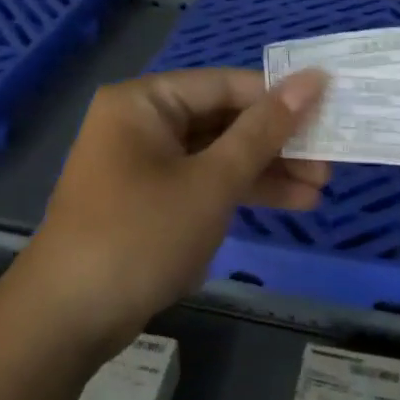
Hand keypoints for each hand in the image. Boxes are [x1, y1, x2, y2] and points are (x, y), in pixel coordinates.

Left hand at [15, 68, 328, 356]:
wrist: (69, 318)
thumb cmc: (141, 235)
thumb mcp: (211, 182)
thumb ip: (263, 132)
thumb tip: (312, 81)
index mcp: (144, 102)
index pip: (224, 85)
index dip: (279, 97)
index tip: (330, 109)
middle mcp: (140, 124)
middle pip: (221, 120)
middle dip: (275, 143)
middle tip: (328, 161)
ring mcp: (143, 165)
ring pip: (215, 156)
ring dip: (264, 172)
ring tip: (319, 190)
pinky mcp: (148, 202)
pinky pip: (201, 184)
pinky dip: (238, 193)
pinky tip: (287, 204)